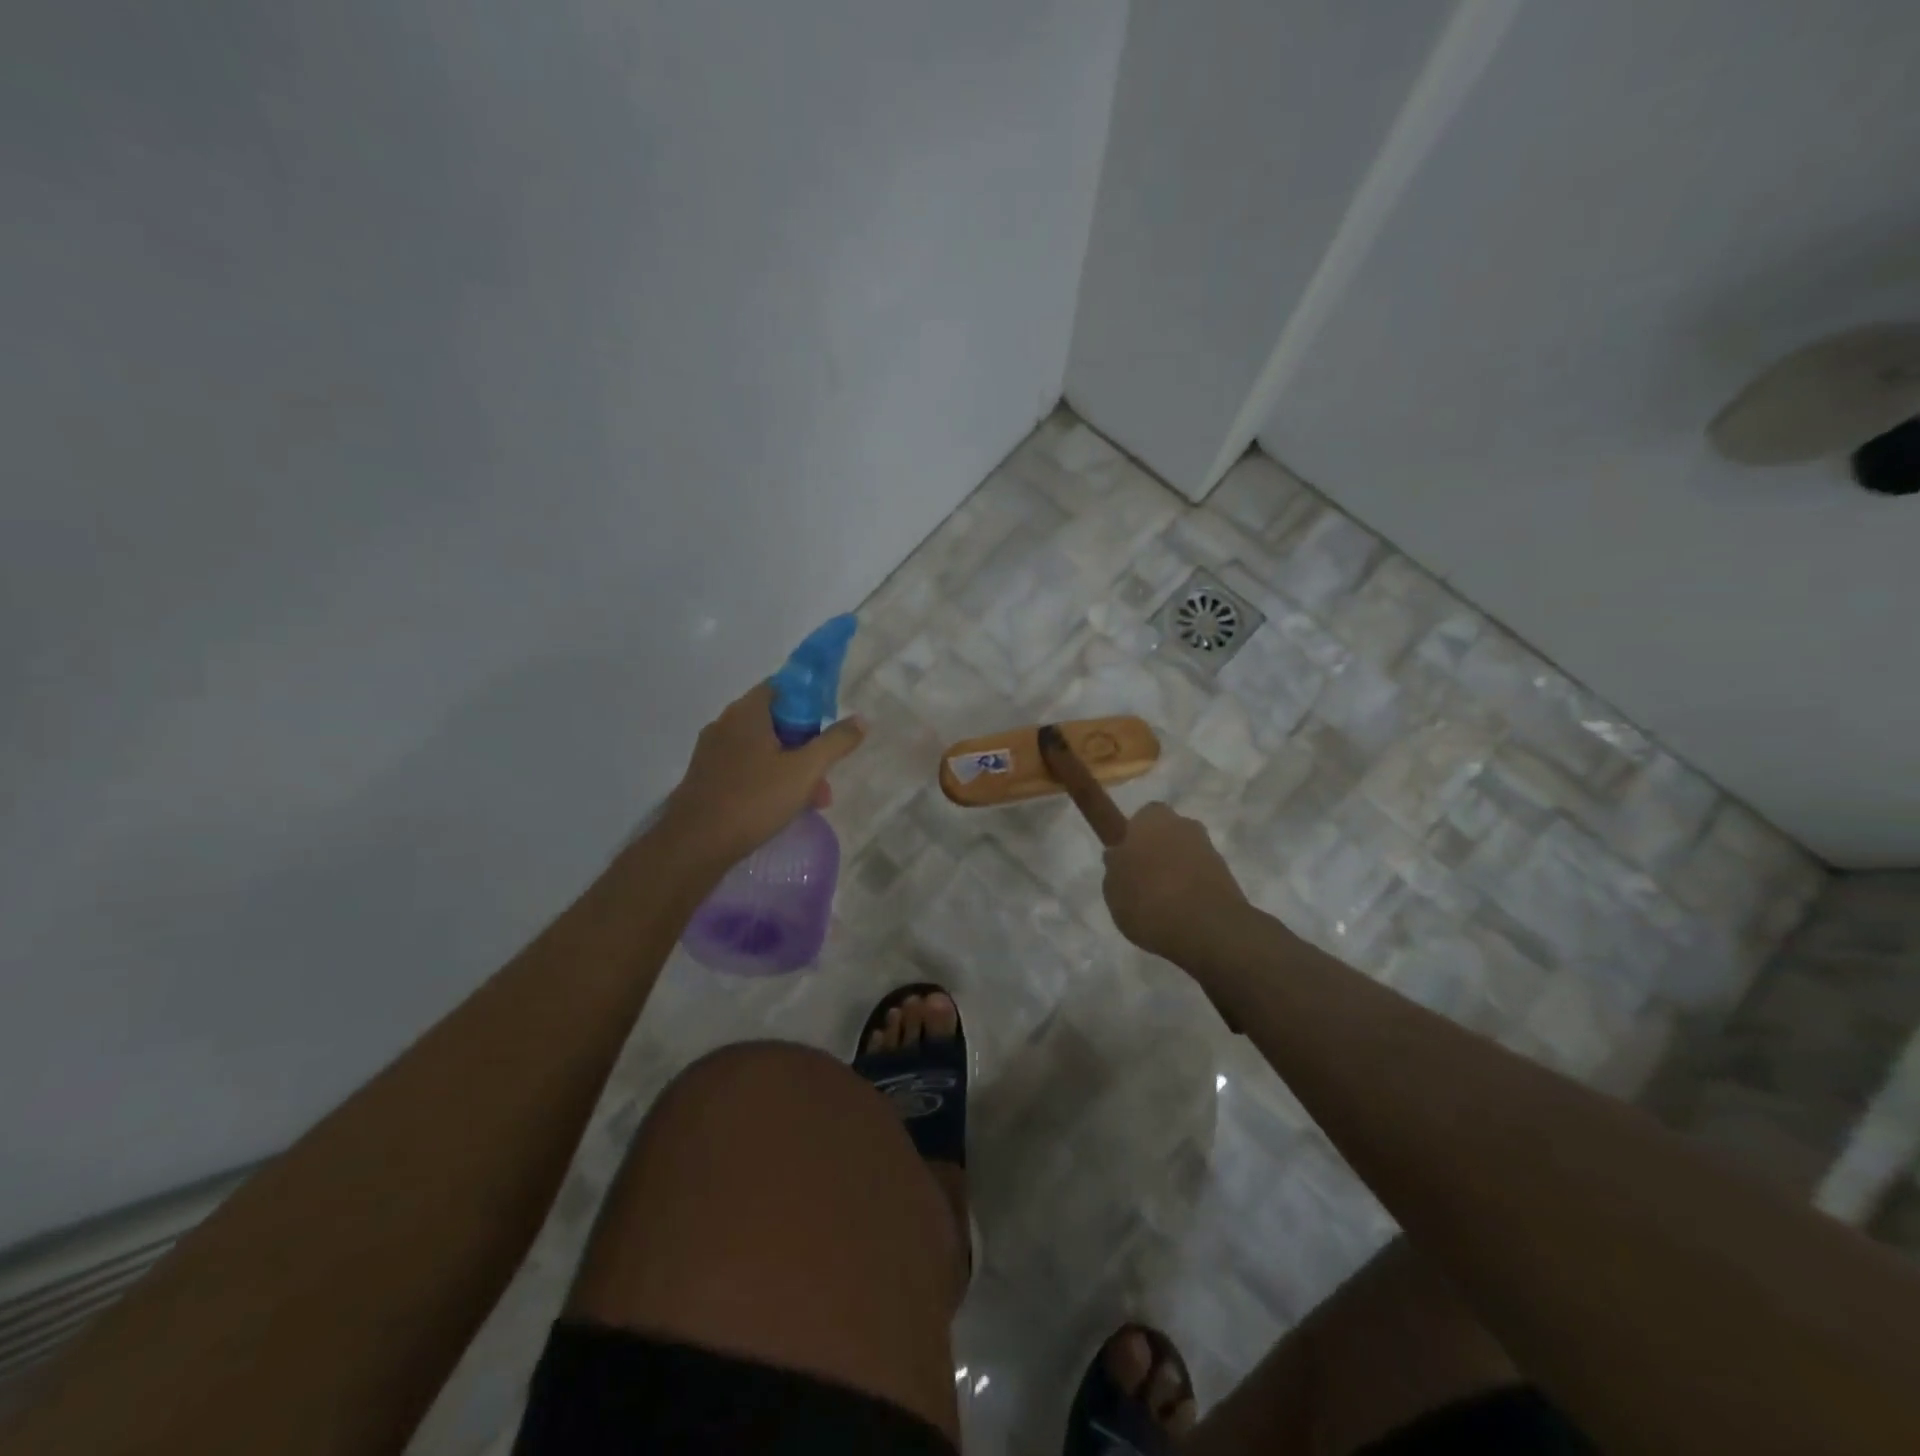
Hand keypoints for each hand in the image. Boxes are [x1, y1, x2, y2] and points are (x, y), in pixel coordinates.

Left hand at [658, 683, 864, 870]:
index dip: (811, 702)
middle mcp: (725, 723)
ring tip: (812, 801)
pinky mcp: (706, 777)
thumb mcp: (805, 771)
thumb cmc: (754, 799)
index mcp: (747, 712)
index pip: (784, 687)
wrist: (695, 845)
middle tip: (824, 775)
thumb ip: (835, 742)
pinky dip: (768, 780)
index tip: (829, 728)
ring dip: (791, 768)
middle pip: (776, 721)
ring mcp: (712, 752)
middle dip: (806, 746)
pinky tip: (781, 808)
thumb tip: (861, 719)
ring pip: (762, 749)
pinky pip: (746, 768)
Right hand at [1102, 802, 1249, 961]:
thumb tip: (1118, 856)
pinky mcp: (1228, 876)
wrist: (1207, 927)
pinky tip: (1180, 914)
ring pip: (1186, 855)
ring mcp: (1210, 849)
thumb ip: (1115, 867)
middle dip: (1158, 851)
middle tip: (1142, 881)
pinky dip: (1192, 890)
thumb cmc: (1148, 898)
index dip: (1134, 836)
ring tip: (1161, 904)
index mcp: (1151, 819)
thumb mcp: (1113, 887)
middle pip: (1168, 833)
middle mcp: (1184, 825)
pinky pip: (1201, 877)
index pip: (1142, 817)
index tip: (1127, 858)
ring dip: (1176, 872)